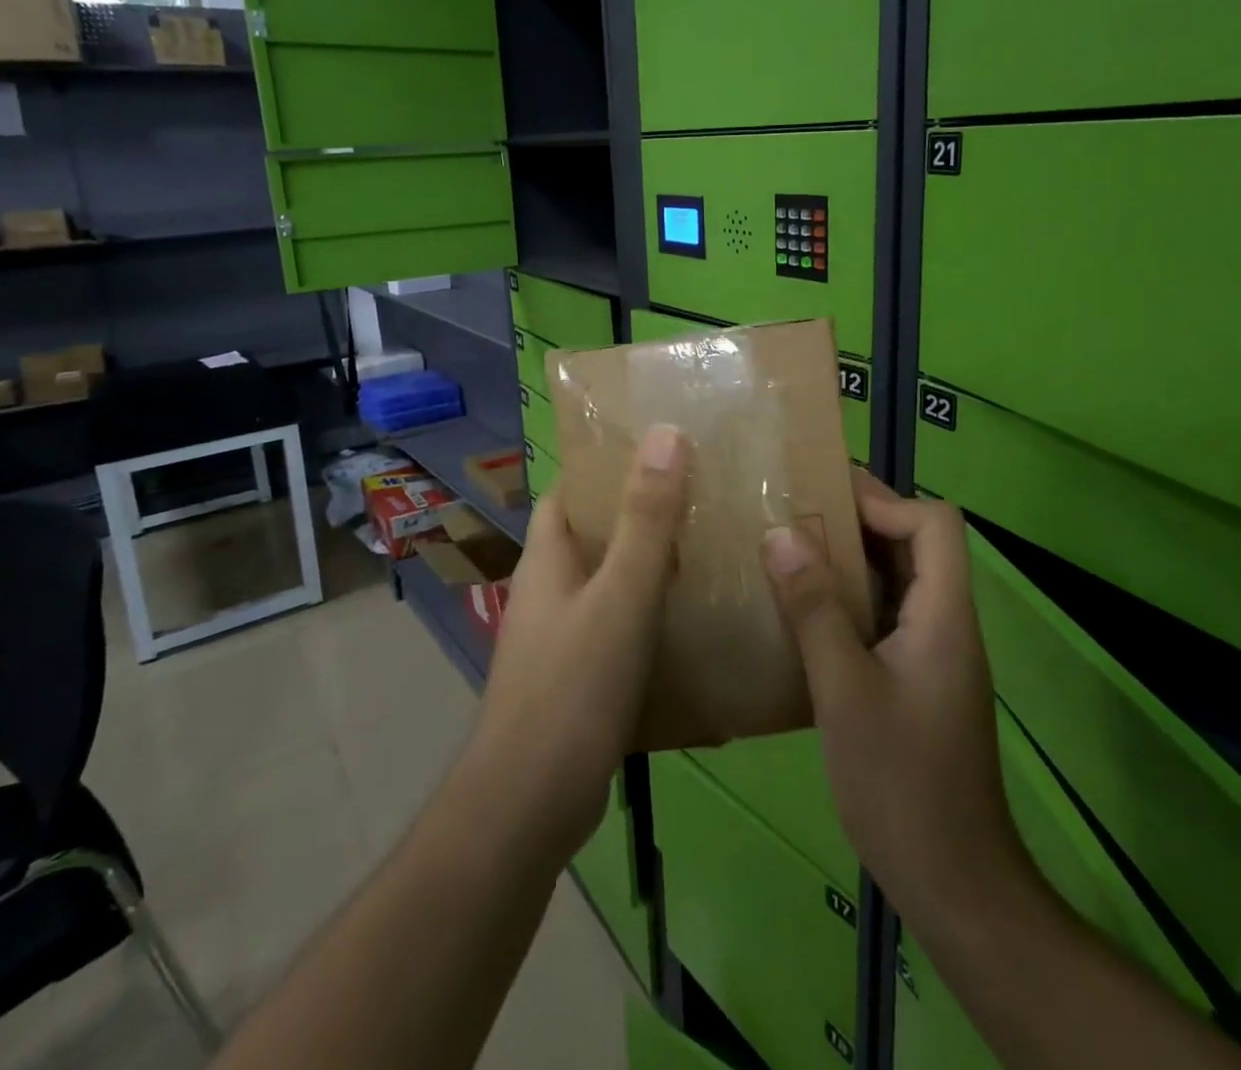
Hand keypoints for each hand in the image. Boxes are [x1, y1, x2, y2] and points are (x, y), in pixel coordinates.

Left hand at [463, 423, 688, 864]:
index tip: (661, 453)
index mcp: (546, 558)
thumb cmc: (572, 688)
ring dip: (651, 569)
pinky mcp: (576, 681)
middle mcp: (548, 591)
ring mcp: (559, 639)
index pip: (569, 491)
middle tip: (703, 500)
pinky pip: (617, 631)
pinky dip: (650, 620)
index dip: (607, 467)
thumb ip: (646, 519)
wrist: (529, 807)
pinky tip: (694, 627)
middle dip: (641, 516)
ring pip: (609, 585)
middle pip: (593, 536)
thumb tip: (665, 433)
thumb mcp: (621, 595)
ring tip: (711, 554)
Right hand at [763, 472, 1029, 930]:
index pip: (936, 524)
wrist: (953, 883)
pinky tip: (800, 615)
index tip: (825, 499)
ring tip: (787, 552)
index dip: (885, 501)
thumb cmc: (901, 782)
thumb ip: (814, 608)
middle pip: (916, 546)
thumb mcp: (844, 690)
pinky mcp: (916, 682)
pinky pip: (884, 619)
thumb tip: (781, 534)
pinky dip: (847, 603)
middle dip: (858, 522)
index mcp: (944, 615)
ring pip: (897, 583)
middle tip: (793, 512)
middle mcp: (946, 625)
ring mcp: (933, 655)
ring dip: (848, 563)